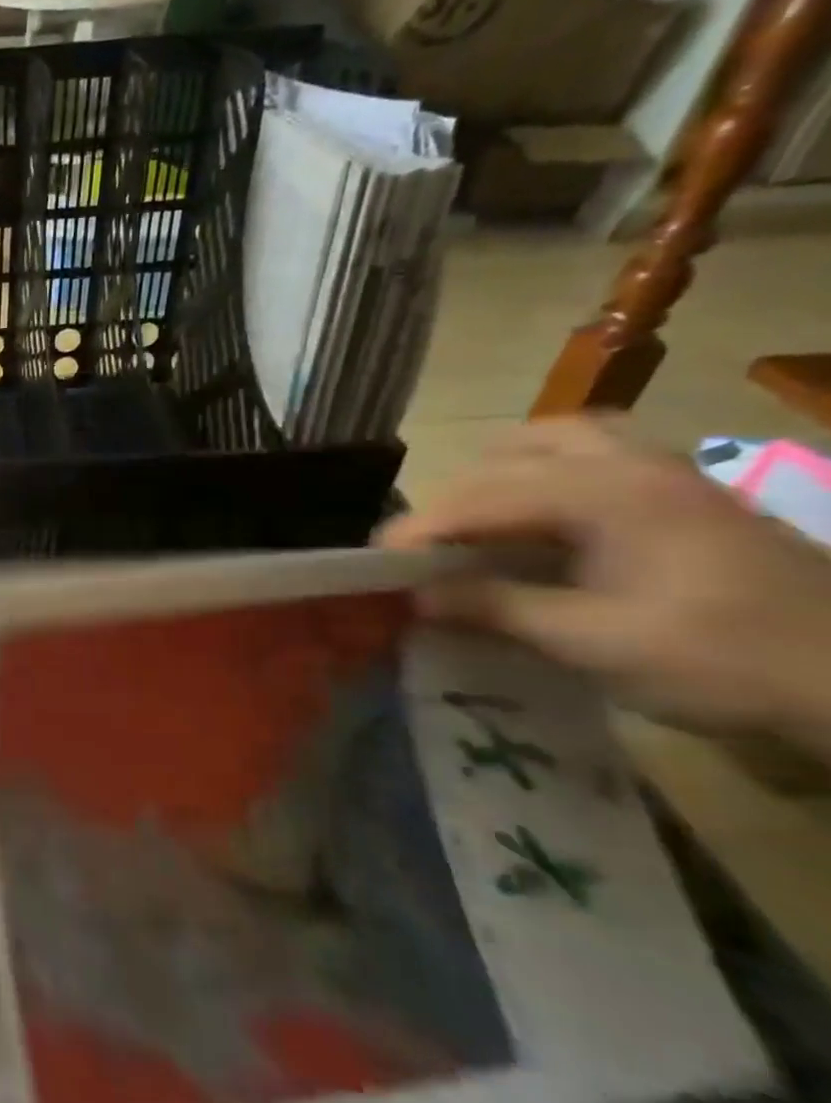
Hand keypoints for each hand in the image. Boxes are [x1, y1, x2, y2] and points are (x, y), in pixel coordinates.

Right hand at [380, 416, 830, 746]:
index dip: (419, 528)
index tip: (375, 563)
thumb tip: (415, 596)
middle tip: (427, 549)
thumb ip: (496, 608)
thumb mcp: (595, 643)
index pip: (482, 497)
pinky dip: (544, 475)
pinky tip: (538, 518)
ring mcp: (665, 472)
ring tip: (476, 521)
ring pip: (555, 441)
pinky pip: (592, 456)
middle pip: (511, 456)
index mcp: (609, 494)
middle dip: (454, 499)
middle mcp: (631, 465)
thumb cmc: (726, 660)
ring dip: (500, 474)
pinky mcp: (682, 492)